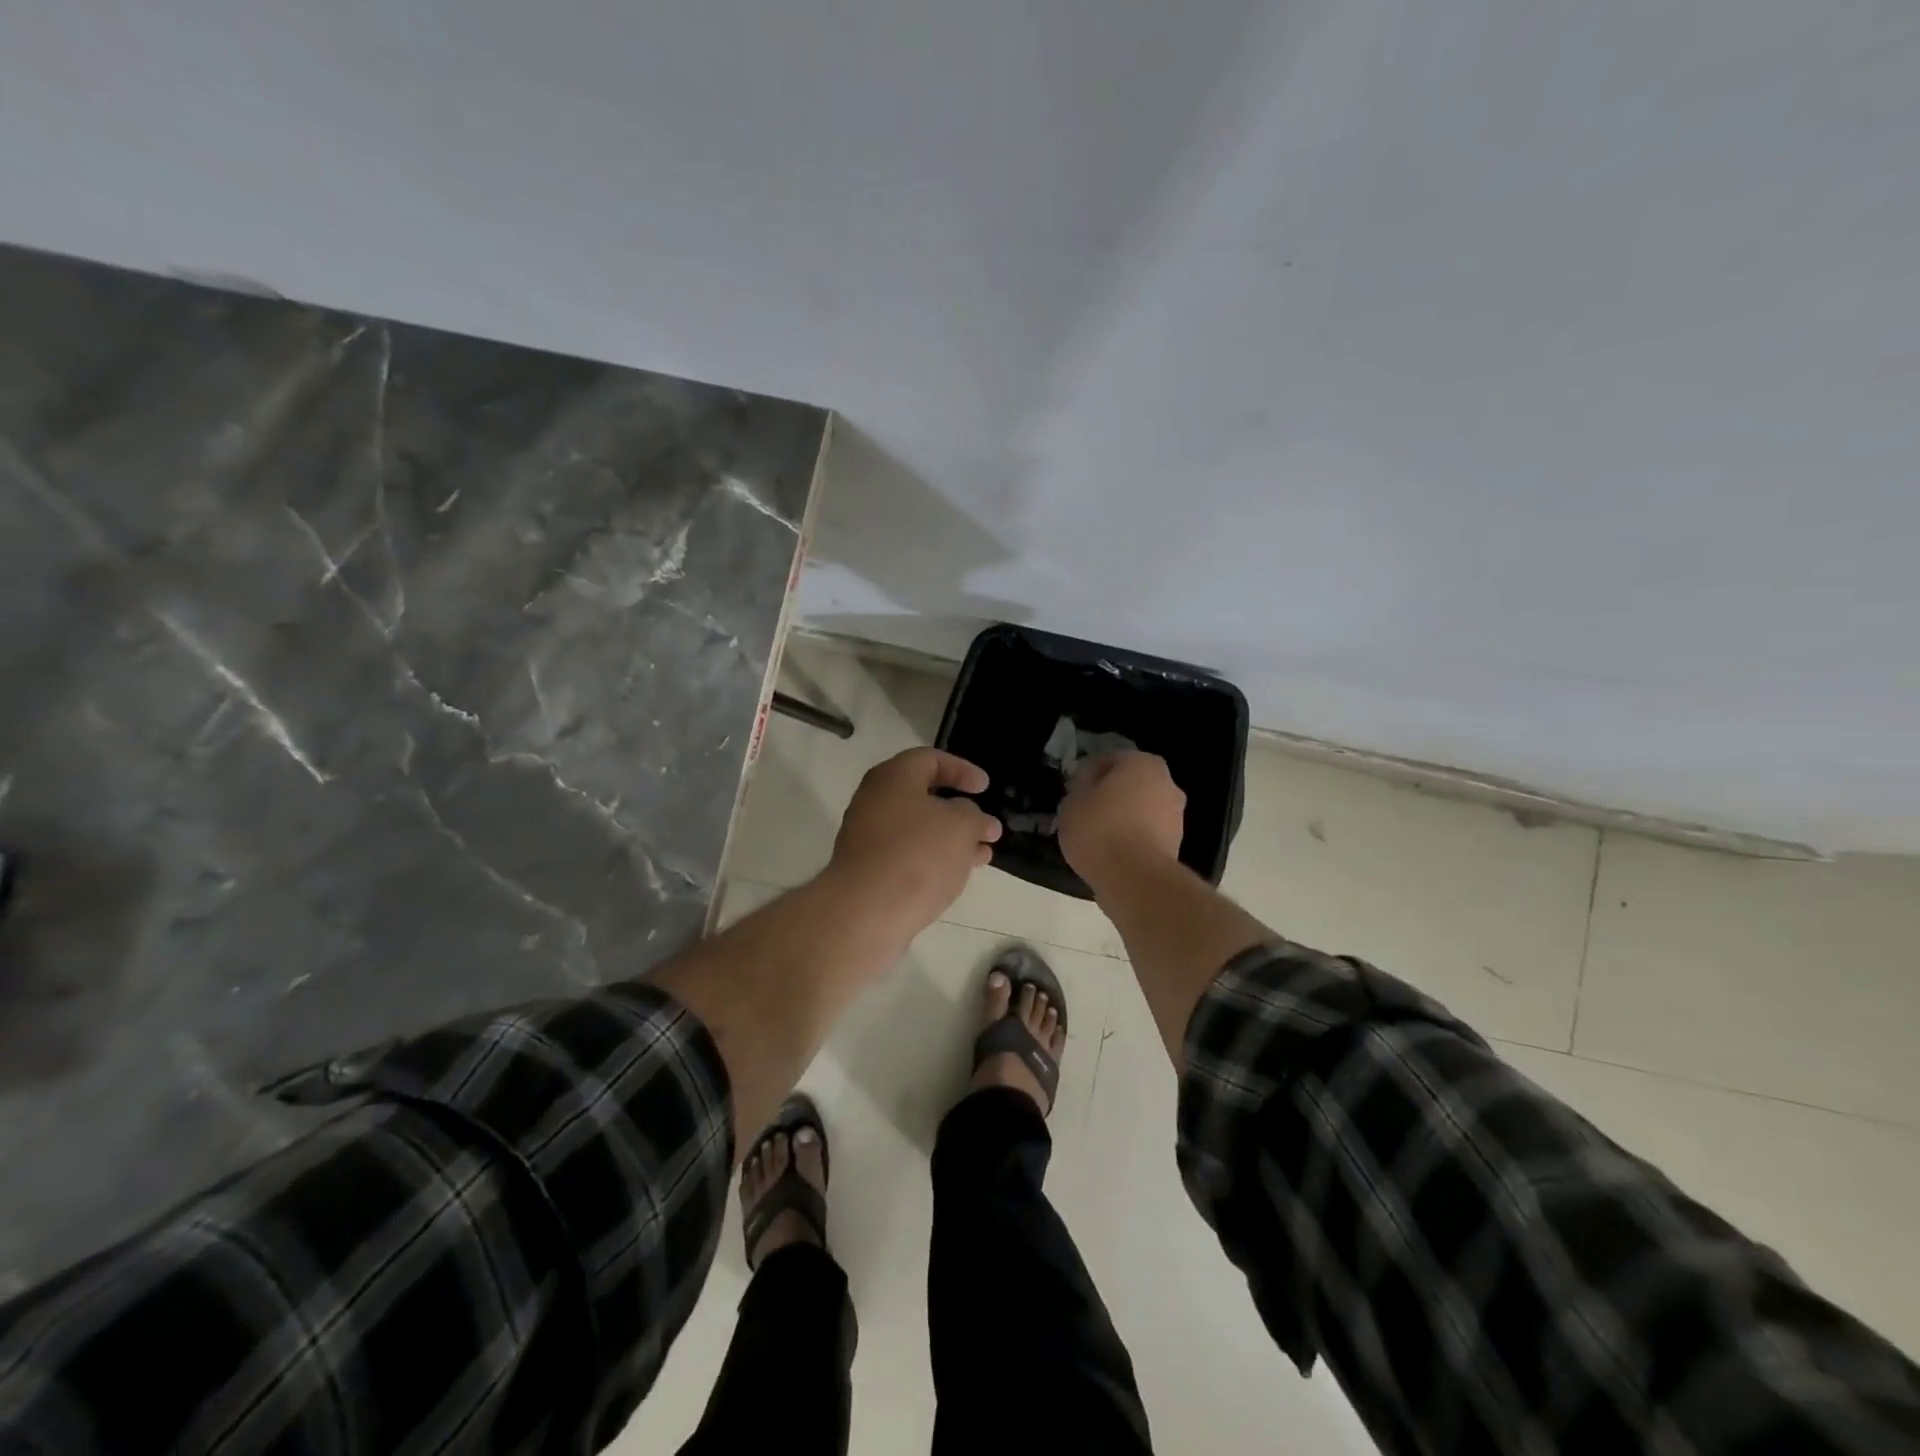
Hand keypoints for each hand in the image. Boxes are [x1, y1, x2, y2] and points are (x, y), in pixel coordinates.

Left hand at [825, 748, 1002, 940]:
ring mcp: (867, 836)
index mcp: (893, 777)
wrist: (865, 912)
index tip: (985, 788)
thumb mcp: (960, 825)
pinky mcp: (867, 868)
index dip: (962, 769)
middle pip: (923, 796)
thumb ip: (973, 814)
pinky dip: (933, 858)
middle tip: (986, 826)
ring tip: (982, 856)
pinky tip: (957, 876)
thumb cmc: (917, 855)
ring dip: (952, 839)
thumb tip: (970, 816)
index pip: (930, 758)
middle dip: (960, 811)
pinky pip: (907, 854)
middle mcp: (874, 800)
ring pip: (918, 829)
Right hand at [1058, 751, 1186, 890]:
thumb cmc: (1099, 830)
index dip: (1087, 776)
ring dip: (1122, 818)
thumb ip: (1081, 783)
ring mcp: (1175, 815)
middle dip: (1109, 796)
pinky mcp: (1176, 844)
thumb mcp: (1073, 800)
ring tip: (1096, 838)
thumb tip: (1089, 779)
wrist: (1134, 879)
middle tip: (1084, 813)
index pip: (1108, 761)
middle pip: (1129, 784)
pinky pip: (1146, 834)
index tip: (1073, 794)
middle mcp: (1167, 783)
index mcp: (1143, 763)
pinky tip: (1111, 854)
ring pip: (1140, 809)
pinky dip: (1132, 839)